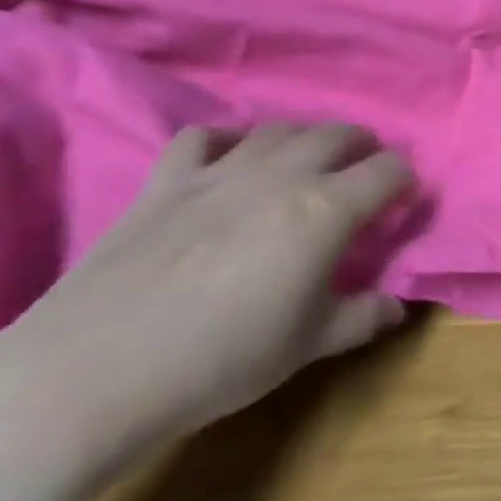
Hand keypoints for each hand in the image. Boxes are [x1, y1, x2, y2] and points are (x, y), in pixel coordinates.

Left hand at [0, 124, 413, 500]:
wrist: (96, 371)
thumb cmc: (221, 360)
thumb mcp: (307, 346)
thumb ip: (362, 317)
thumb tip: (398, 307)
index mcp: (326, 210)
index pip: (387, 171)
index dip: (404, 180)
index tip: (404, 199)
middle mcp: (282, 175)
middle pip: (337, 134)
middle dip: (362, 145)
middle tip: (365, 168)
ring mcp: (221, 171)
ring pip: (277, 129)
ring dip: (303, 138)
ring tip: (305, 161)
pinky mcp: (167, 181)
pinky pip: (202, 138)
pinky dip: (225, 141)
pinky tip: (227, 160)